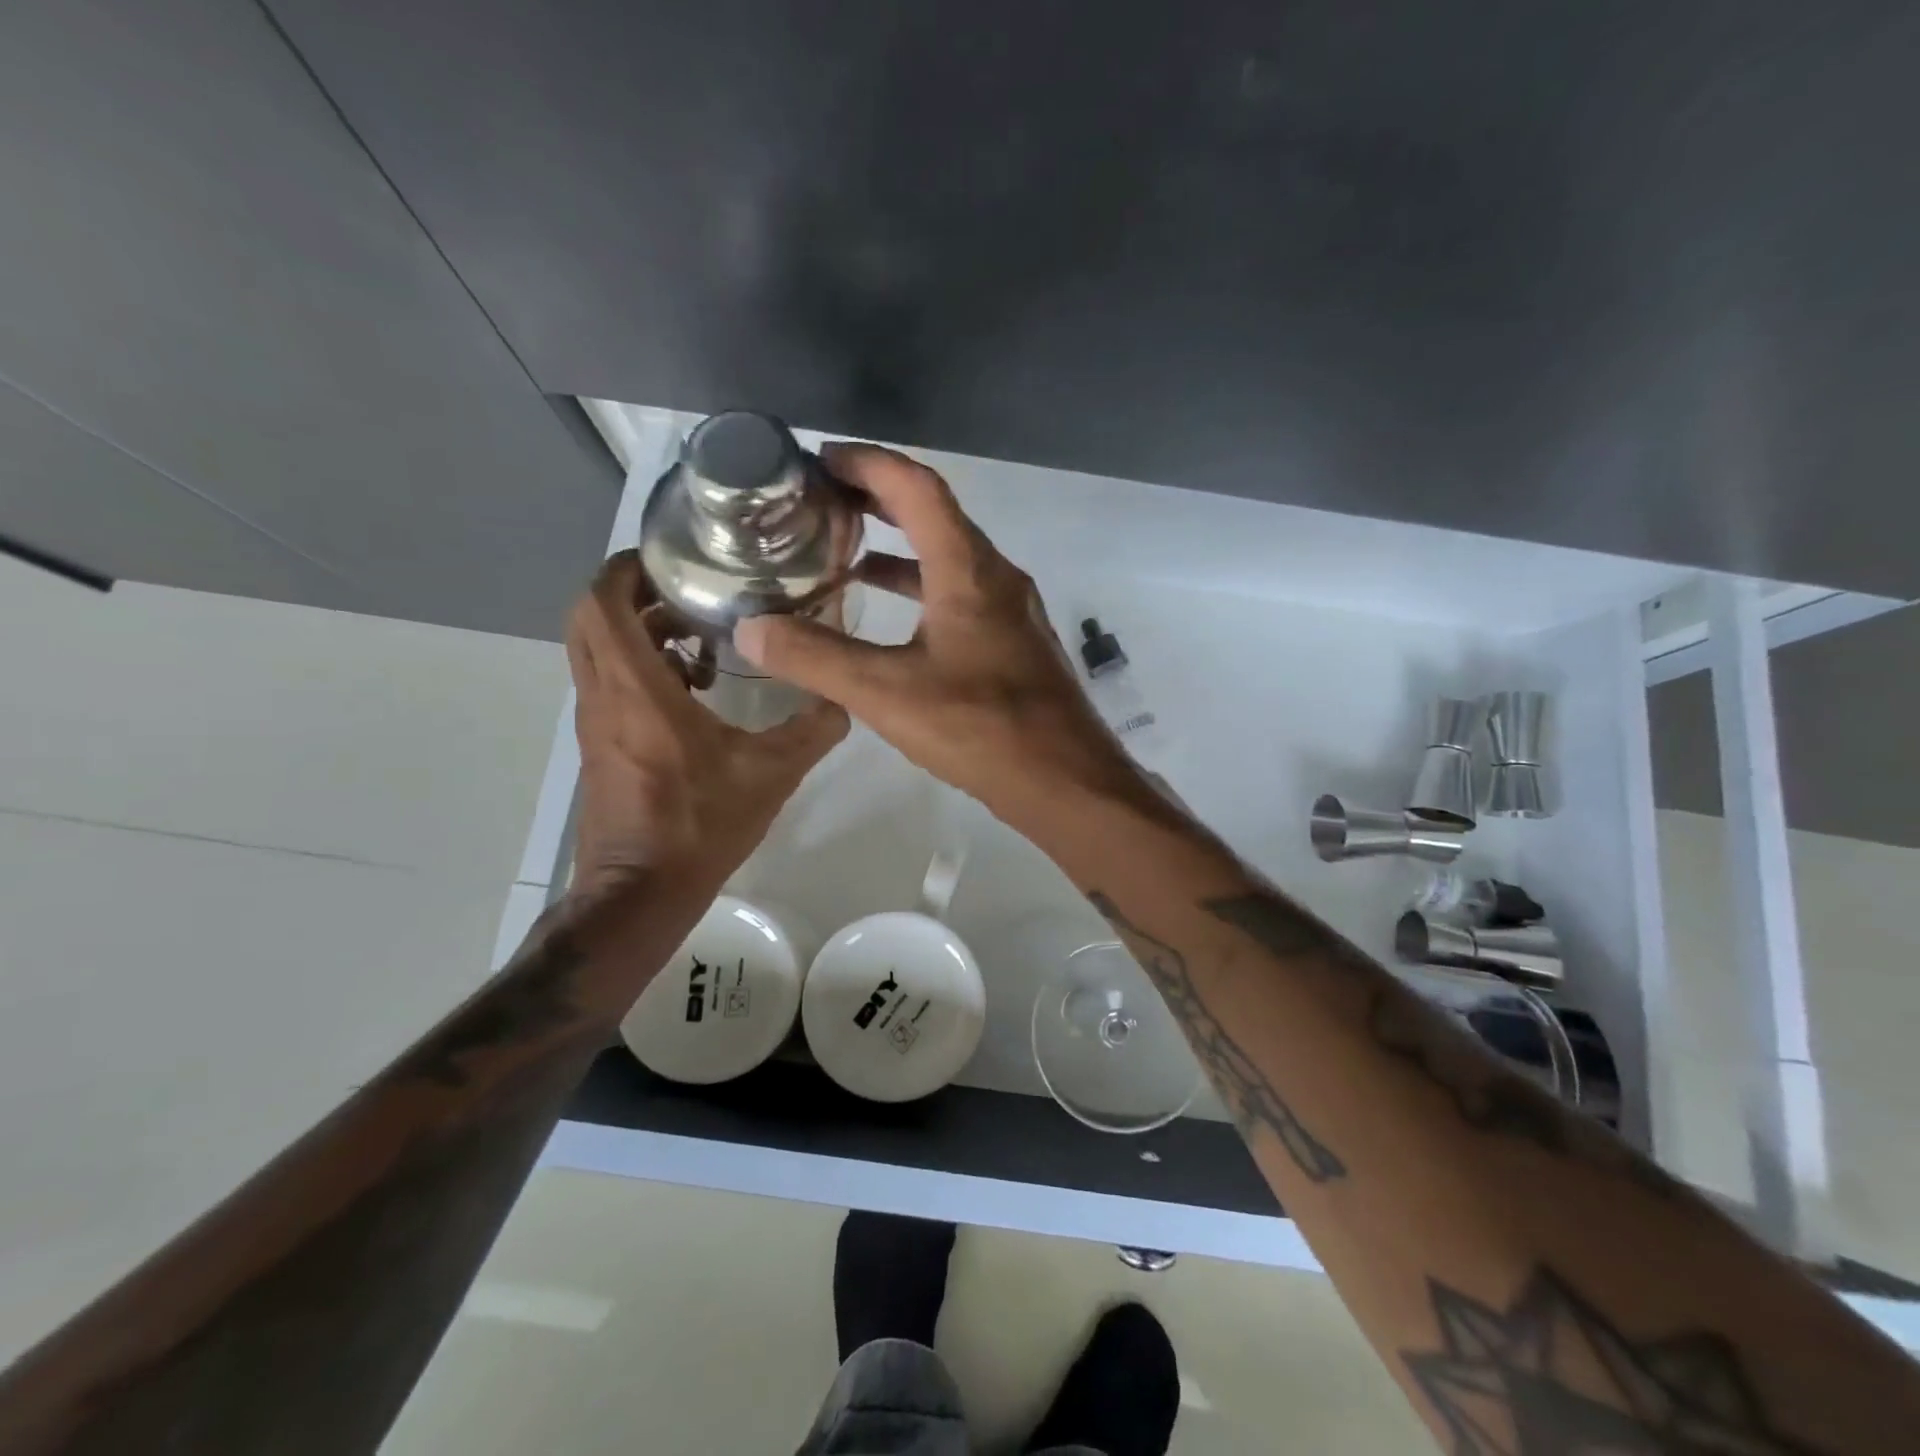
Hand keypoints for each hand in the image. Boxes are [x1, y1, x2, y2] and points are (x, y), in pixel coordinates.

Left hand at [566, 553, 847, 898]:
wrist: (640, 893)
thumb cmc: (699, 826)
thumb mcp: (771, 775)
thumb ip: (813, 730)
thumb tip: (846, 699)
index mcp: (637, 690)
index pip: (603, 602)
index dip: (626, 567)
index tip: (670, 557)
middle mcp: (603, 696)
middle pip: (589, 617)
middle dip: (632, 592)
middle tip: (688, 590)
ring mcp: (594, 722)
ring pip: (595, 650)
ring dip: (636, 630)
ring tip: (697, 637)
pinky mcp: (598, 746)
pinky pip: (606, 682)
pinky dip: (638, 666)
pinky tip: (692, 691)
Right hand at [731, 443, 1130, 814]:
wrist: (1065, 781)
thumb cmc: (982, 728)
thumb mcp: (887, 693)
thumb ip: (815, 658)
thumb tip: (749, 628)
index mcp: (969, 570)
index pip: (916, 488)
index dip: (867, 463)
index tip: (820, 459)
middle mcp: (996, 577)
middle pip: (935, 514)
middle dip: (877, 498)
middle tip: (823, 500)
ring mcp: (1011, 611)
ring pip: (949, 558)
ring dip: (898, 547)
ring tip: (843, 554)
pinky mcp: (1014, 643)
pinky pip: (961, 594)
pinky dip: (921, 589)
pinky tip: (890, 617)